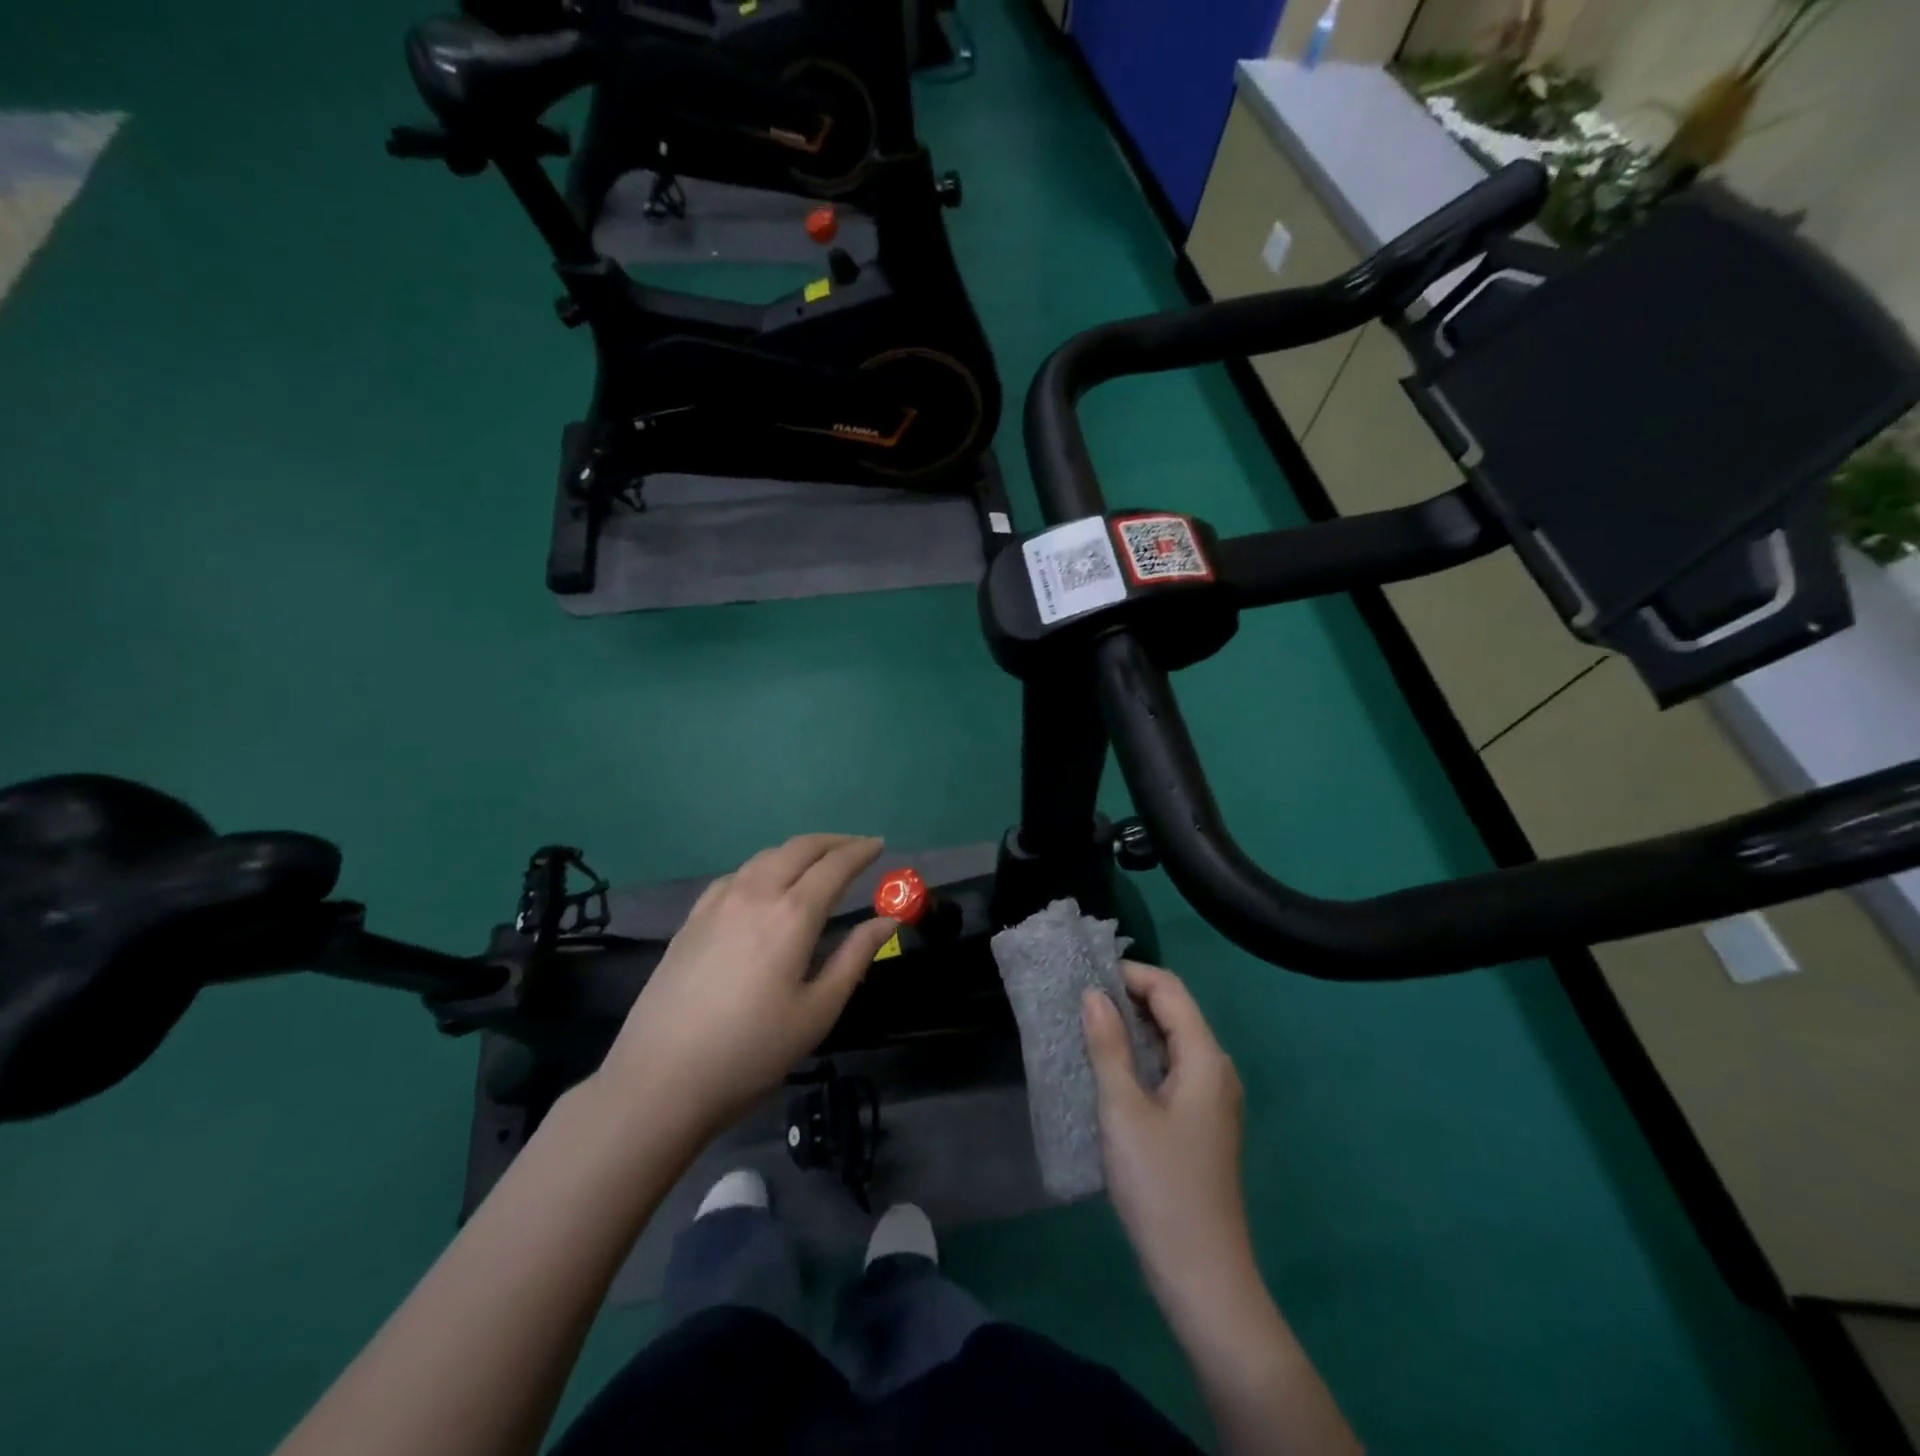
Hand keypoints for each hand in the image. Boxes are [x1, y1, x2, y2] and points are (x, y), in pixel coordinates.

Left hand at [597, 834, 898, 1142]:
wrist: (660, 1079)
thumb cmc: (752, 1051)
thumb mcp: (817, 1011)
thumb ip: (855, 957)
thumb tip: (888, 919)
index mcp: (792, 915)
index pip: (835, 866)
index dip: (861, 851)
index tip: (880, 844)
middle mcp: (755, 894)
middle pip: (799, 848)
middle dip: (833, 841)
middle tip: (856, 847)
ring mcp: (718, 903)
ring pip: (765, 856)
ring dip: (798, 851)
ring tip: (818, 862)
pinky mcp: (692, 919)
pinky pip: (737, 875)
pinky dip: (764, 867)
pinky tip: (765, 885)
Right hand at [1083, 963, 1253, 1312]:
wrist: (1202, 1276)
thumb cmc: (1160, 1186)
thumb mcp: (1123, 1110)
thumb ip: (1108, 1046)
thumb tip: (1093, 994)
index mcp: (1205, 1058)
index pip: (1170, 990)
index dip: (1130, 974)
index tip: (1085, 976)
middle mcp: (1217, 1069)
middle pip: (1175, 1011)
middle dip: (1130, 997)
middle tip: (1080, 999)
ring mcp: (1213, 1098)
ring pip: (1172, 1041)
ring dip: (1134, 1027)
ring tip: (1088, 1026)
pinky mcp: (1202, 1122)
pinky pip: (1172, 1069)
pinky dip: (1142, 1056)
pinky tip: (1111, 1068)